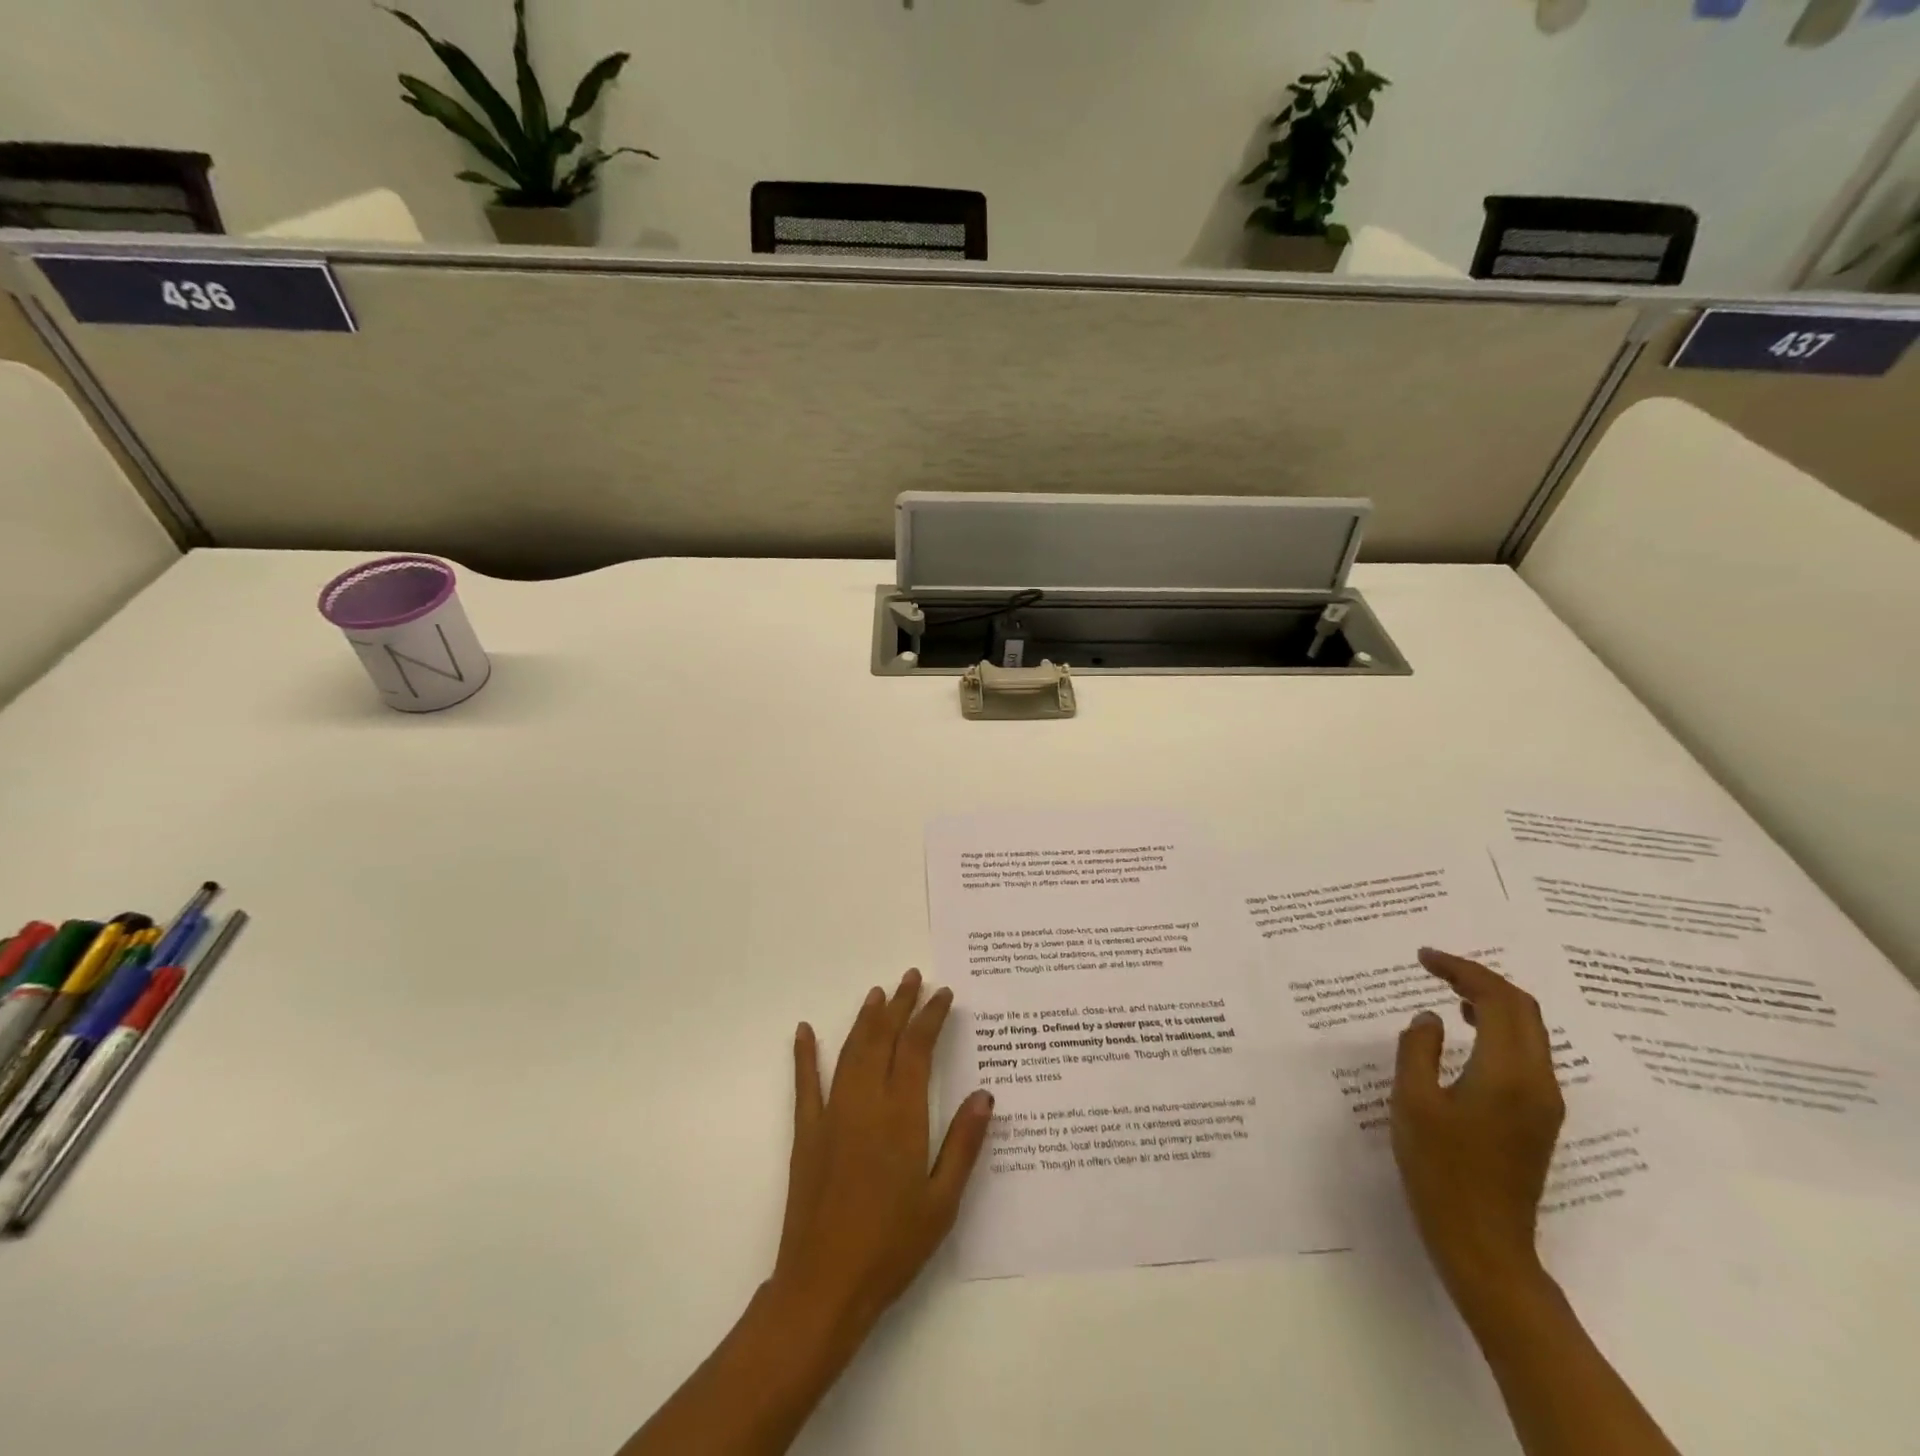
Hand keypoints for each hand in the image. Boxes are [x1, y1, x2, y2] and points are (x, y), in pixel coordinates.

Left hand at [771, 969, 993, 1349]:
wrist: (824, 1286)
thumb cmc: (892, 1247)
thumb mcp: (942, 1201)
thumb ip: (964, 1144)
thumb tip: (985, 1094)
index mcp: (902, 1116)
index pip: (917, 1049)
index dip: (931, 1016)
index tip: (943, 994)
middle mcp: (866, 1103)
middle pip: (883, 1038)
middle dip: (900, 1004)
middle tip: (912, 977)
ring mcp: (832, 1114)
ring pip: (851, 1051)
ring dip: (865, 1019)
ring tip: (878, 993)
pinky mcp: (807, 1133)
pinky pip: (805, 1084)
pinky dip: (805, 1055)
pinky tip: (805, 1031)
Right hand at [1389, 948, 1564, 1306]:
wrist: (1483, 1244)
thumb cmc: (1440, 1170)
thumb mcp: (1413, 1102)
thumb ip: (1418, 1050)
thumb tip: (1429, 1019)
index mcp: (1508, 1073)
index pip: (1497, 1000)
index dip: (1461, 970)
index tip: (1423, 957)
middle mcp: (1538, 1081)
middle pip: (1524, 1009)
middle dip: (1481, 979)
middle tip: (1436, 966)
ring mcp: (1544, 1102)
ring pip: (1530, 1031)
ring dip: (1493, 1002)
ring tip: (1449, 990)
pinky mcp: (1538, 1119)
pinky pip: (1526, 1053)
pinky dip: (1498, 1028)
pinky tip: (1466, 1032)